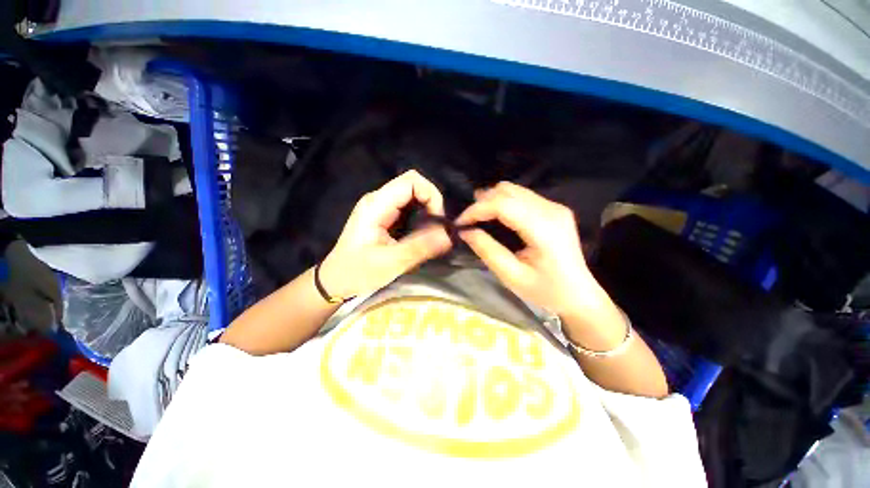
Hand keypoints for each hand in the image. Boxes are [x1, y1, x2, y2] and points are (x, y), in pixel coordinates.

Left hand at [319, 171, 451, 298]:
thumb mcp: (391, 262)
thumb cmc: (357, 272)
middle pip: (413, 185)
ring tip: (431, 233)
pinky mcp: (384, 216)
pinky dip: (420, 217)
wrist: (336, 280)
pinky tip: (421, 234)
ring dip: (427, 211)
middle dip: (431, 204)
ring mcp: (381, 207)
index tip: (438, 220)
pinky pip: (408, 208)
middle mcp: (378, 200)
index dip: (431, 195)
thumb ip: (420, 247)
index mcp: (376, 205)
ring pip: (412, 196)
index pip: (411, 181)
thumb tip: (449, 235)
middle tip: (437, 229)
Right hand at [456, 182, 618, 325]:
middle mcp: (551, 210)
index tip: (460, 222)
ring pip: (514, 190)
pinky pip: (522, 196)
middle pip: (508, 191)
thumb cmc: (546, 291)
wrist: (579, 295)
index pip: (503, 204)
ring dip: (492, 200)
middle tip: (468, 221)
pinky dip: (503, 202)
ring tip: (478, 217)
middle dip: (482, 202)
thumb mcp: (512, 276)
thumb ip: (487, 251)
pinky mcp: (554, 209)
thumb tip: (466, 231)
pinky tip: (496, 216)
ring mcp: (555, 207)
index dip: (477, 209)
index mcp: (544, 229)